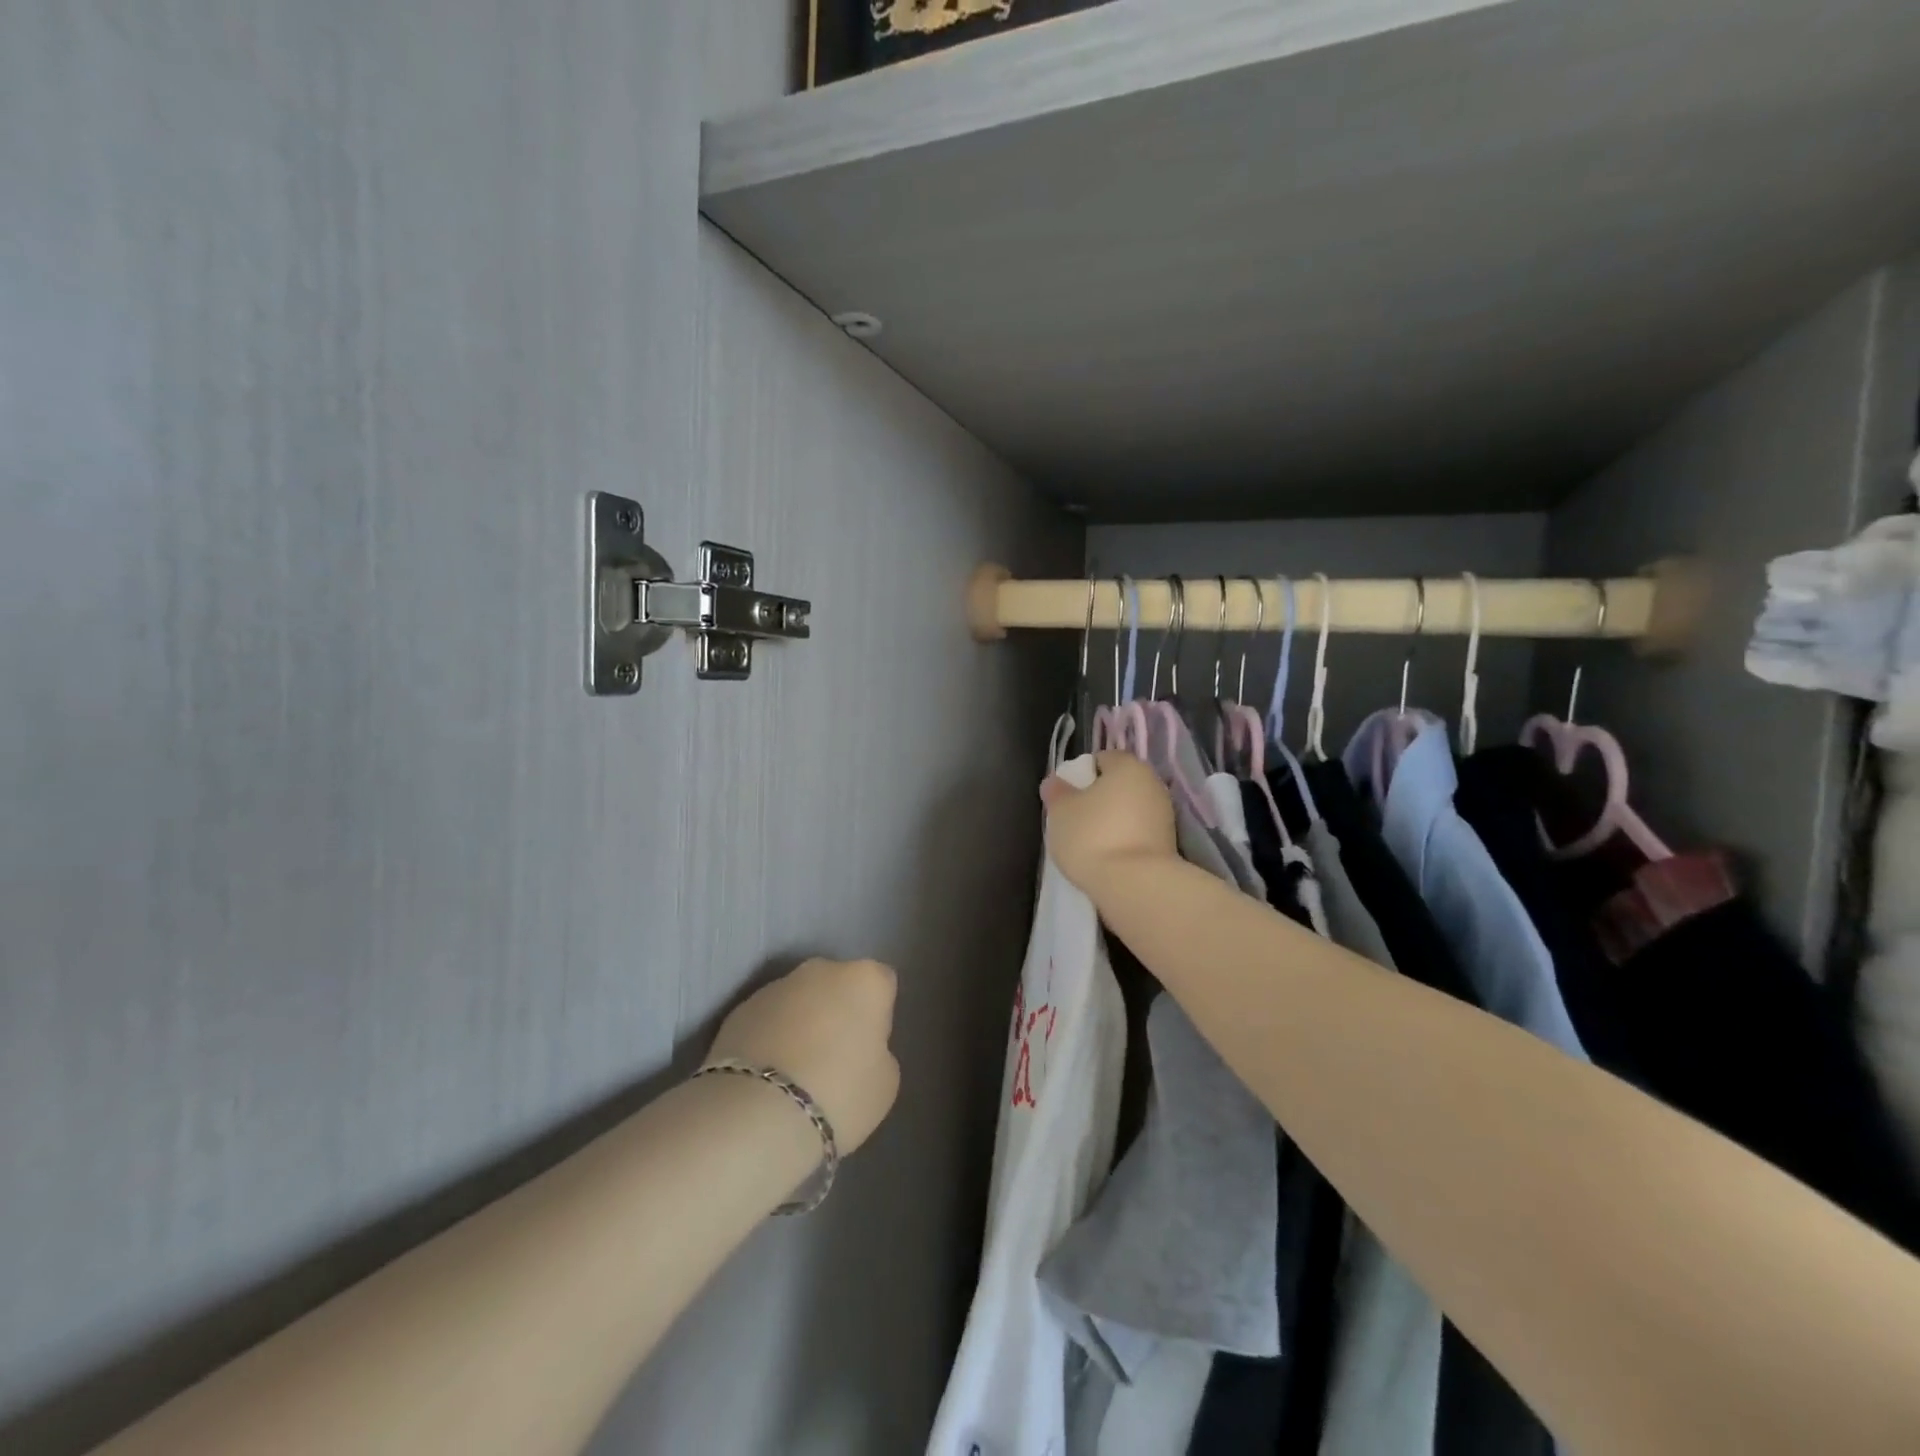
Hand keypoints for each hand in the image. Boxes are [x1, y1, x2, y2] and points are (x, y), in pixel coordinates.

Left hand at [706, 958, 900, 1156]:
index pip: (883, 984)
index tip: (870, 1046)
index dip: (878, 1014)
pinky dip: (770, 1037)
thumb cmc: (839, 1094)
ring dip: (801, 1022)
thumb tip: (858, 1047)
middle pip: (838, 984)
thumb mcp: (884, 1081)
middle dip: (837, 1010)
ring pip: (799, 999)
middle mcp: (822, 969)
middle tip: (833, 1056)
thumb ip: (878, 1051)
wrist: (757, 1113)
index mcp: (865, 979)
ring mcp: (776, 985)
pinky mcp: (740, 1008)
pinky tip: (766, 1076)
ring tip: (794, 1072)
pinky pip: (768, 1019)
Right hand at [1041, 751, 1177, 893]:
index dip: (1081, 775)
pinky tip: (1109, 856)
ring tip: (1091, 843)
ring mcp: (1165, 815)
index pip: (1102, 759)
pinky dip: (1125, 839)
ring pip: (1131, 810)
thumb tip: (1055, 782)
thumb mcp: (1061, 812)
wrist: (1135, 885)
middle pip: (1119, 785)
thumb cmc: (1092, 836)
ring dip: (1114, 820)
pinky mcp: (1169, 844)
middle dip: (1099, 798)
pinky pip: (1139, 833)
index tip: (1068, 797)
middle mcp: (1152, 784)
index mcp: (1128, 766)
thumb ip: (1057, 792)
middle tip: (1076, 818)